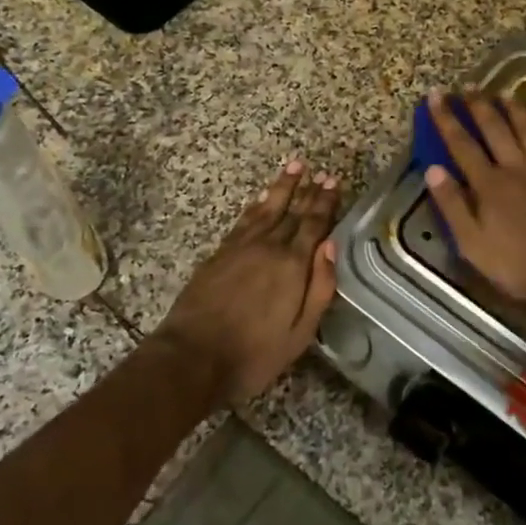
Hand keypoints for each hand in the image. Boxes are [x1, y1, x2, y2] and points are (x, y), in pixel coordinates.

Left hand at [155, 160, 339, 403]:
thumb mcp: (300, 332)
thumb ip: (320, 287)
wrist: (192, 358)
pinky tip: (262, 198)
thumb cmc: (254, 353)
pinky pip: (244, 219)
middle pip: (293, 212)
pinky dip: (256, 205)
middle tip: (320, 170)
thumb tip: (330, 245)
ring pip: (267, 209)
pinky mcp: (219, 254)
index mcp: (292, 266)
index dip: (325, 202)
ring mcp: (241, 247)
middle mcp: (269, 247)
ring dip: (282, 187)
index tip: (332, 181)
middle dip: (308, 190)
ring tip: (294, 166)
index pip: (314, 225)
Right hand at [423, 88, 525, 310]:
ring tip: (502, 92)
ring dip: (513, 109)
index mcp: (488, 184)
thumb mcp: (473, 244)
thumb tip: (432, 169)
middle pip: (494, 128)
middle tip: (467, 86)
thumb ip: (452, 205)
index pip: (461, 144)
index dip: (446, 119)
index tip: (435, 95)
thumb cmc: (518, 264)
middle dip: (478, 105)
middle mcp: (515, 167)